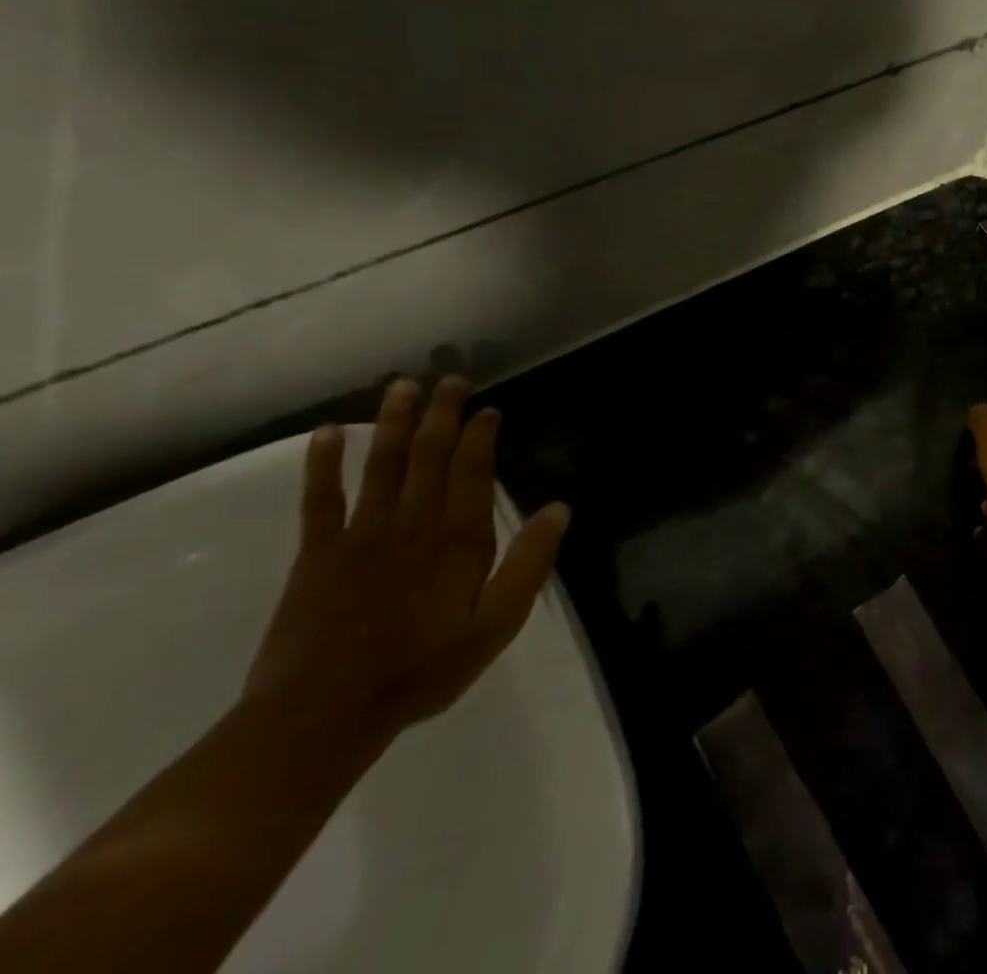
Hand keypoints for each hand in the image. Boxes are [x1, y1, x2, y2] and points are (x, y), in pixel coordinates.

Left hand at [243, 378, 569, 753]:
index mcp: (458, 539)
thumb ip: (529, 564)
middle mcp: (412, 523)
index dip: (480, 434)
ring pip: (382, 464)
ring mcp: (361, 534)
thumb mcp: (496, 624)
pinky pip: (321, 499)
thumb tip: (559, 508)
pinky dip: (323, 464)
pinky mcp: (316, 554)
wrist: (320, 716)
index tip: (487, 409)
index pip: (472, 470)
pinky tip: (327, 434)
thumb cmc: (421, 669)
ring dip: (393, 423)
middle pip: (429, 455)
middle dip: (441, 414)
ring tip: (401, 386)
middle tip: (450, 379)